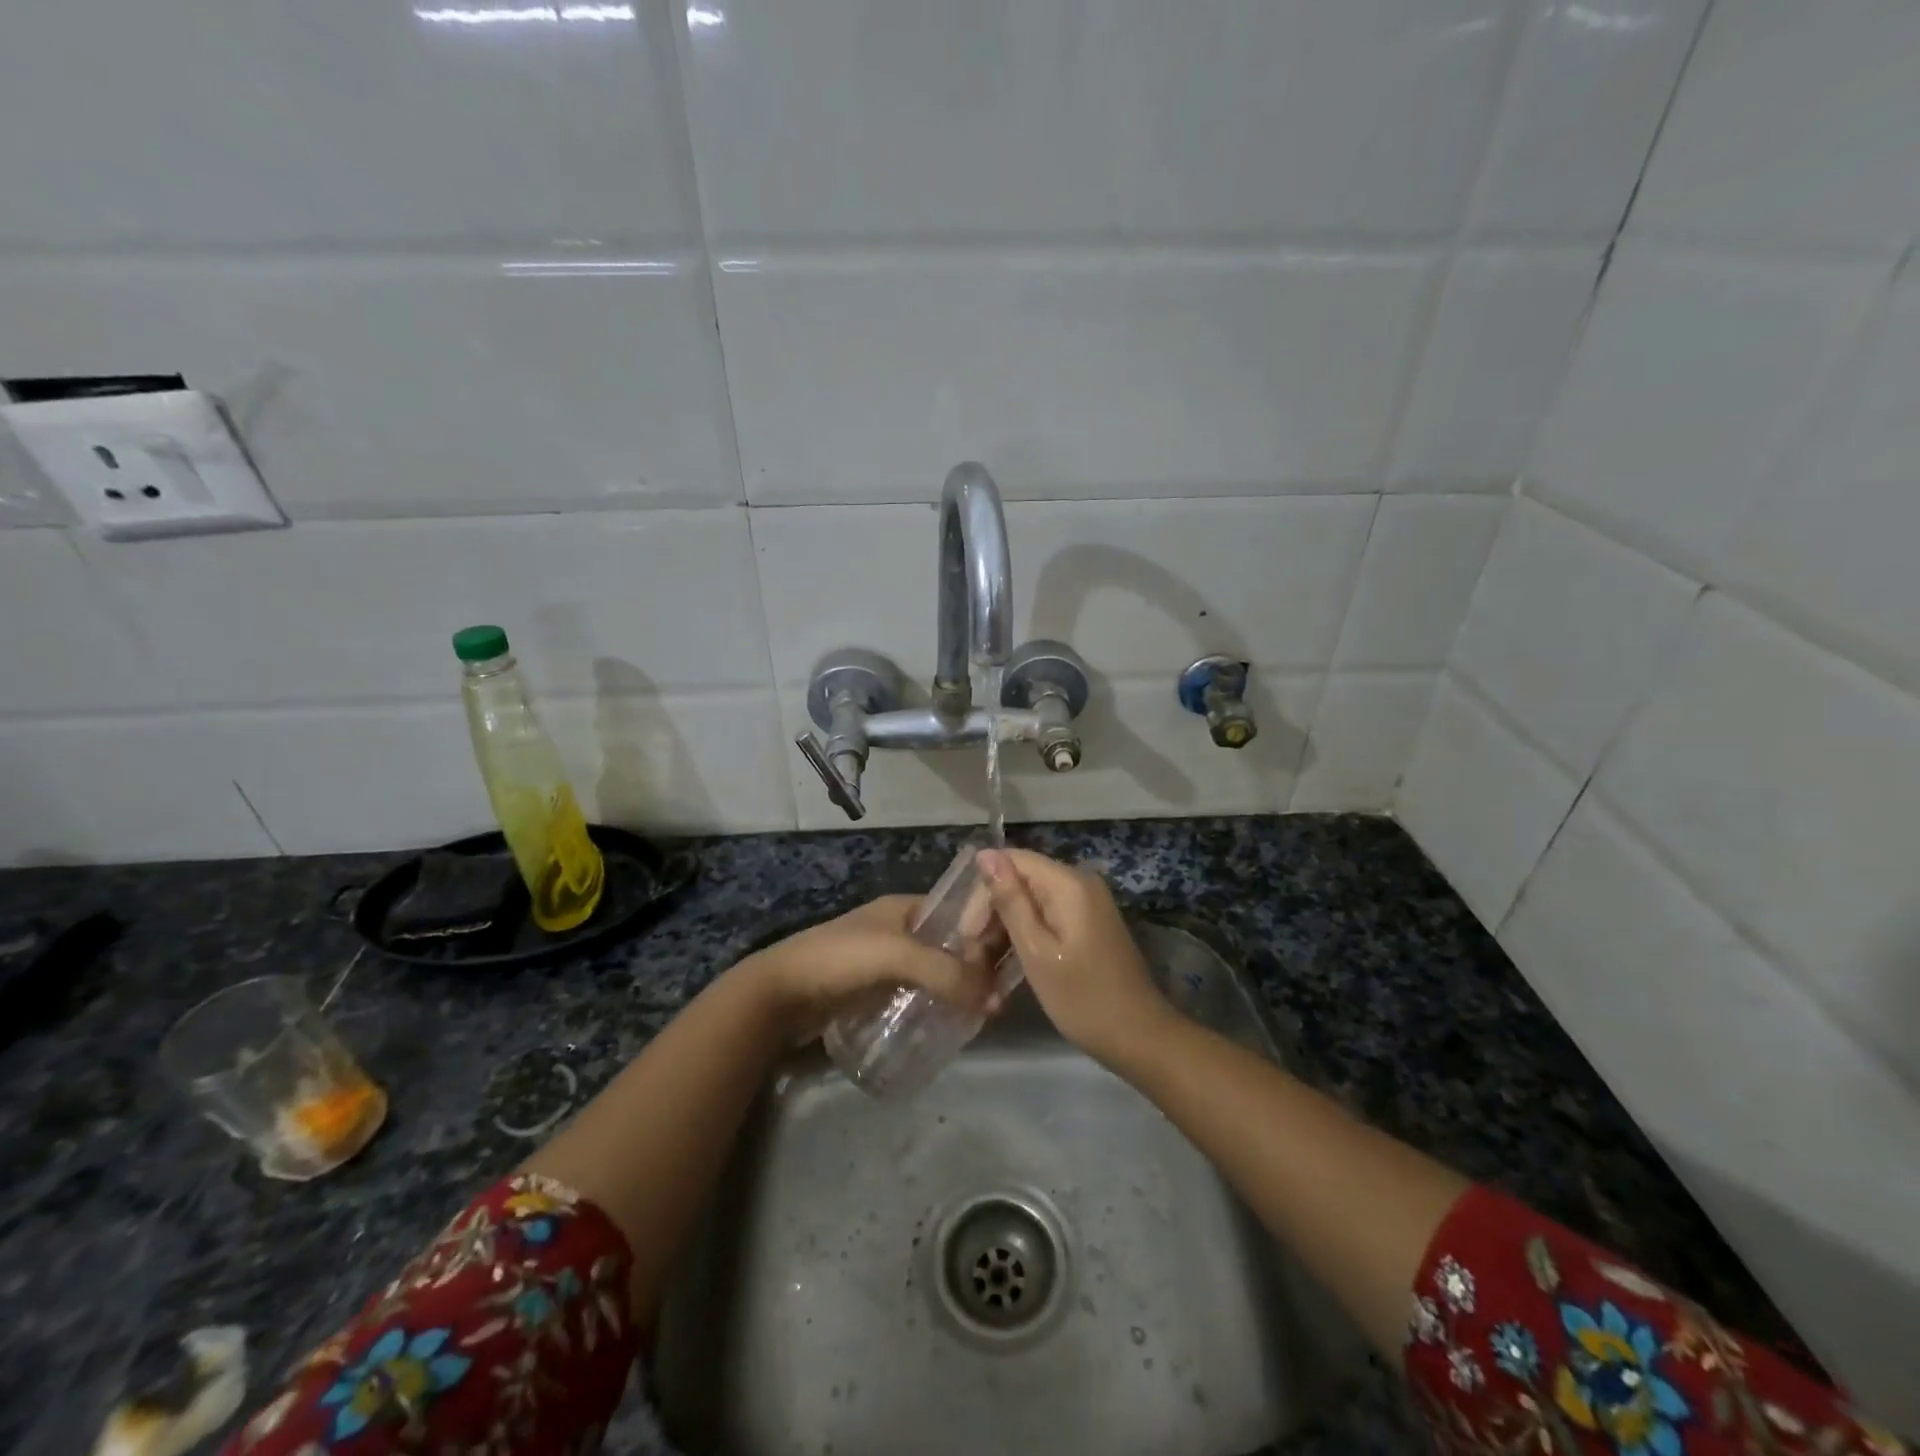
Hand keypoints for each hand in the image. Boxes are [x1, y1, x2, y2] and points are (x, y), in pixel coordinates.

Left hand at [740, 895, 995, 1042]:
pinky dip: (935, 1004)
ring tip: (984, 1014)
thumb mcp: (896, 956)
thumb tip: (994, 999)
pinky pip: (917, 993)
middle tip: (1002, 995)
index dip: (985, 930)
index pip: (958, 912)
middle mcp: (899, 929)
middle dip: (974, 965)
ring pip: (934, 971)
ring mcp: (885, 961)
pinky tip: (951, 1024)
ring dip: (956, 988)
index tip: (1014, 957)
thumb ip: (944, 972)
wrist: (778, 995)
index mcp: (904, 907)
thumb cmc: (838, 960)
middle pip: (949, 944)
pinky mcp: (874, 990)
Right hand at [977, 848, 1171, 1065]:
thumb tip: (985, 854)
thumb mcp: (1036, 951)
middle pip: (1021, 879)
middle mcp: (1079, 882)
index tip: (968, 934)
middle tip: (974, 956)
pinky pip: (1047, 915)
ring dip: (1006, 927)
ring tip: (986, 965)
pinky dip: (1026, 935)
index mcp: (1068, 883)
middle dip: (993, 912)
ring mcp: (1087, 902)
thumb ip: (1010, 901)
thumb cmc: (1082, 998)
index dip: (983, 892)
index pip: (1011, 861)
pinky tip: (1010, 963)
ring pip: (1031, 900)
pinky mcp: (1089, 922)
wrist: (1139, 1037)